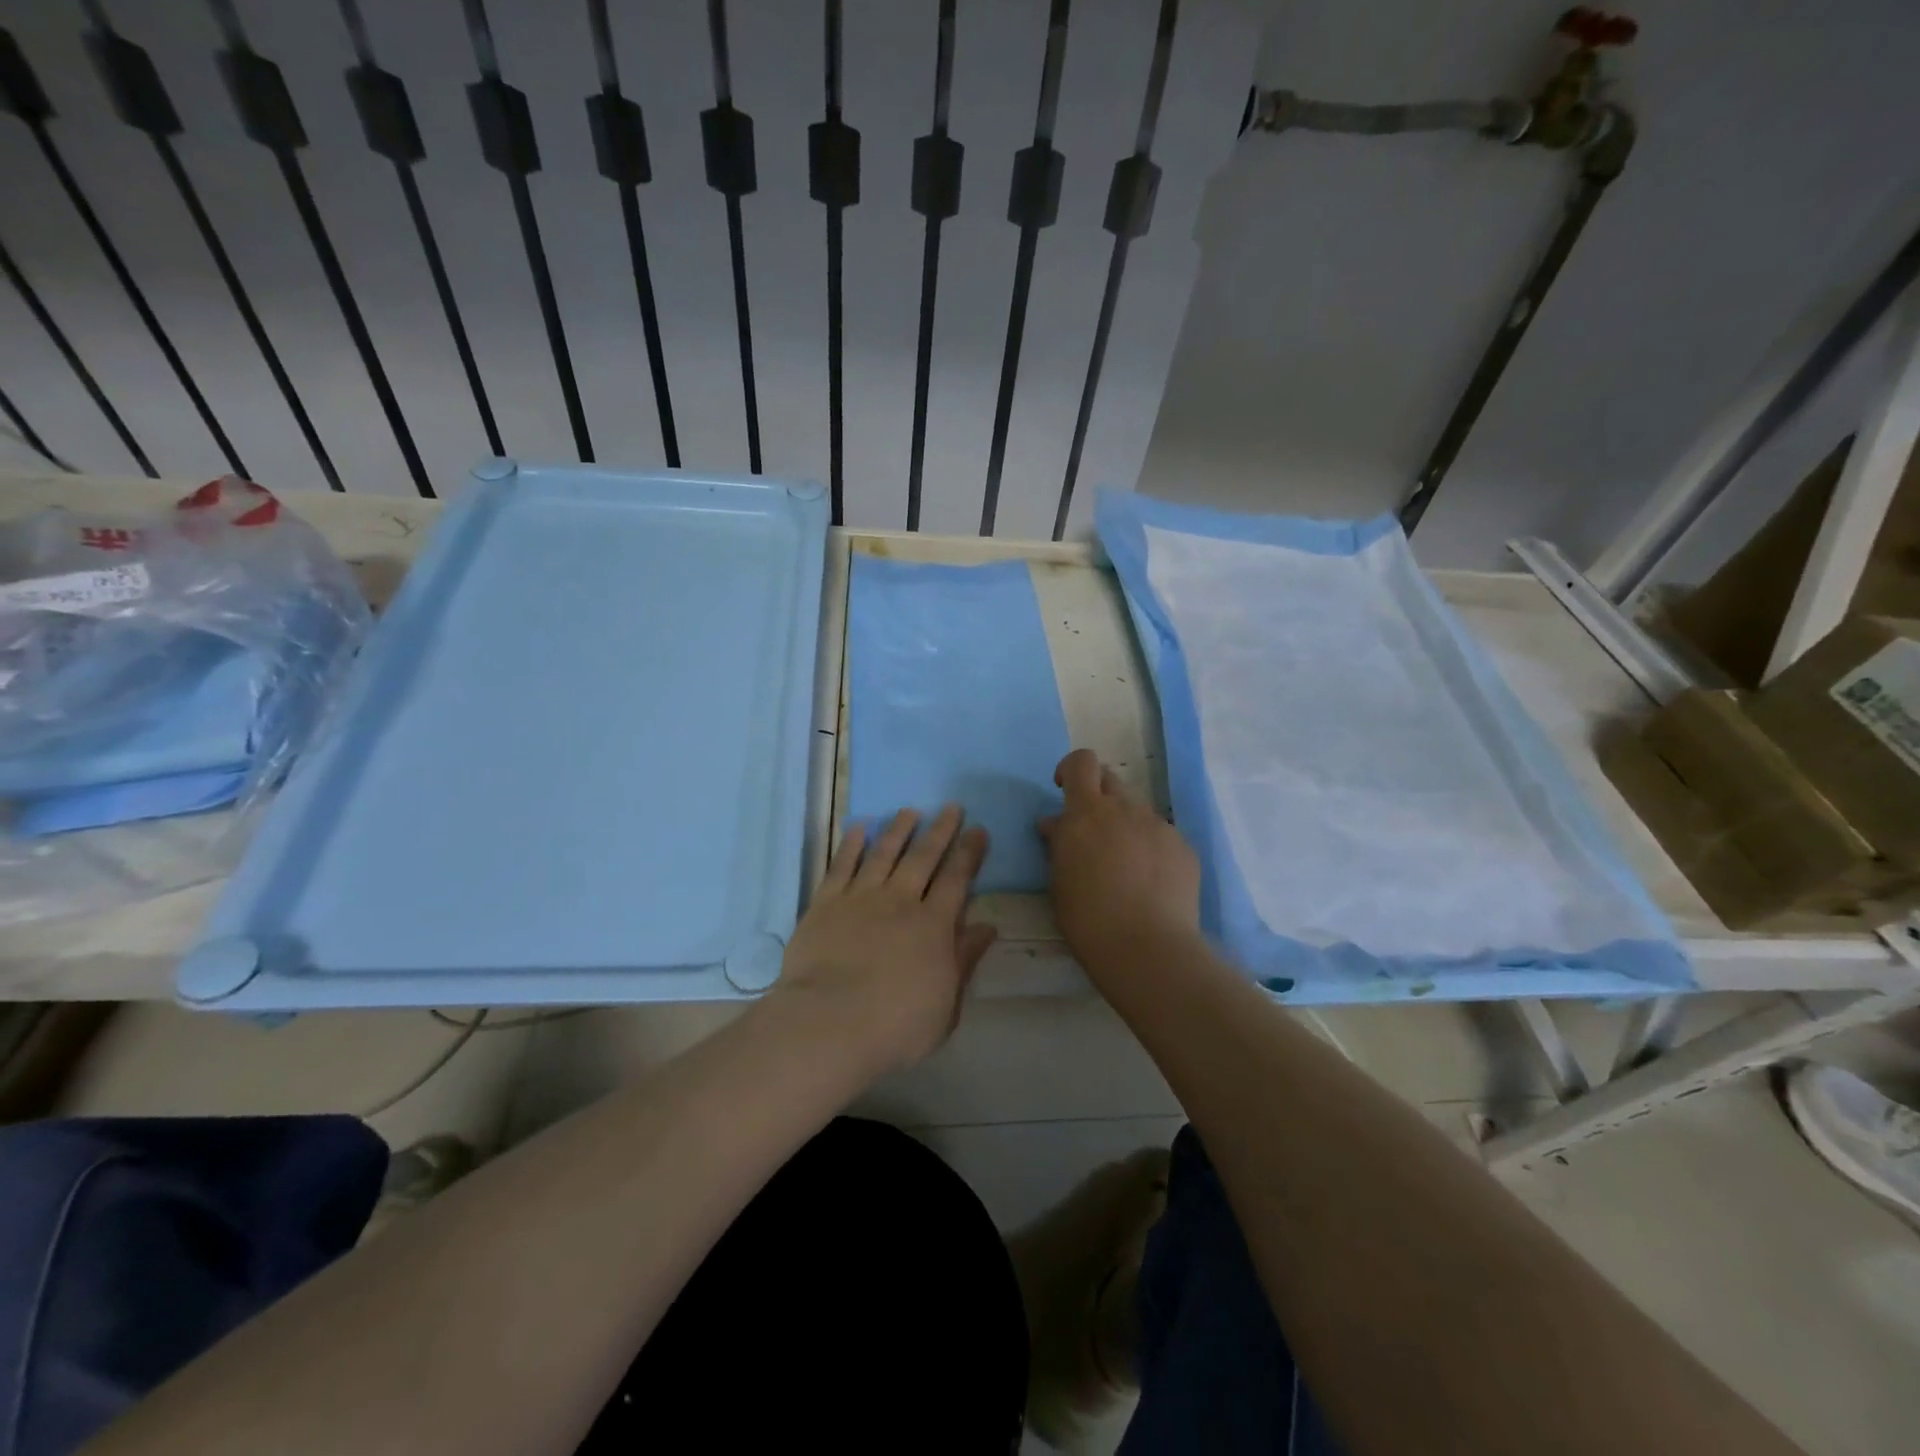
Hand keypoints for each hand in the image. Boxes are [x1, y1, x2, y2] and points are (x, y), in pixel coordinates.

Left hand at [769, 805, 997, 1075]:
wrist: (829, 1024)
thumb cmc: (895, 1025)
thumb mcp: (946, 1005)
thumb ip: (965, 961)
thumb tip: (987, 927)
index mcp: (933, 925)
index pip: (957, 879)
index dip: (969, 853)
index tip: (978, 830)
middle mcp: (900, 901)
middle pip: (924, 857)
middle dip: (940, 831)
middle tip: (951, 807)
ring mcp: (860, 898)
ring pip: (884, 853)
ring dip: (898, 829)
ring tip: (909, 811)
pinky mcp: (826, 903)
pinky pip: (841, 865)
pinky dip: (851, 844)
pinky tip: (859, 828)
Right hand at [1040, 749, 1200, 971]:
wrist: (1147, 948)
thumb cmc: (1088, 918)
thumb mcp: (1059, 880)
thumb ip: (1059, 843)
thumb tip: (1055, 824)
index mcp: (1086, 813)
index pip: (1081, 762)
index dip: (1071, 769)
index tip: (1063, 790)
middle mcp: (1124, 809)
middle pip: (1110, 780)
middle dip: (1097, 796)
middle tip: (1091, 831)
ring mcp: (1158, 826)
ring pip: (1137, 811)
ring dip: (1125, 825)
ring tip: (1124, 866)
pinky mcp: (1183, 847)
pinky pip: (1161, 836)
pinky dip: (1151, 849)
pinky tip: (1150, 883)